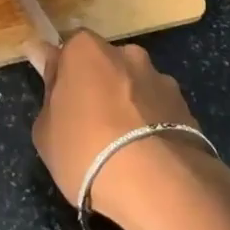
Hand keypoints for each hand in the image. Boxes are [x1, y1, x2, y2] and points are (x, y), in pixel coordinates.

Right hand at [26, 30, 210, 229]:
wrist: (155, 182)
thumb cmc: (85, 150)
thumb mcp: (45, 129)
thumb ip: (49, 90)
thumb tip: (45, 58)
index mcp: (86, 50)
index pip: (67, 48)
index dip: (62, 72)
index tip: (57, 97)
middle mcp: (126, 53)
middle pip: (105, 65)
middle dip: (98, 86)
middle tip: (88, 124)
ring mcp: (159, 78)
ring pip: (135, 86)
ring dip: (128, 105)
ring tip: (122, 147)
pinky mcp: (184, 106)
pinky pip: (158, 110)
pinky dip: (151, 124)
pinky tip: (145, 155)